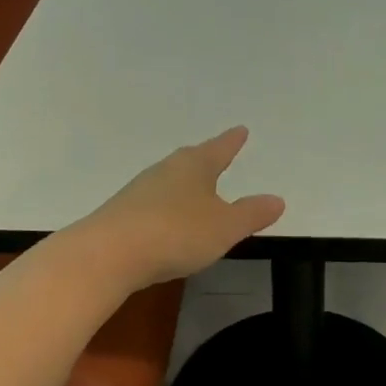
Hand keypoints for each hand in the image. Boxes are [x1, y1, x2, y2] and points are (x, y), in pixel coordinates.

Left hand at [75, 127, 285, 287]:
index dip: (231, 142)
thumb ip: (251, 214)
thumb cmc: (176, 233)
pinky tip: (168, 223)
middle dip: (205, 160)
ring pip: (169, 182)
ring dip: (183, 186)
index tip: (240, 130)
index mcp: (194, 166)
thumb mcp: (225, 227)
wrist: (108, 254)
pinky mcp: (121, 215)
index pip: (219, 149)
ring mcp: (139, 192)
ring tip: (195, 191)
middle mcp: (165, 171)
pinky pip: (152, 205)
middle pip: (190, 161)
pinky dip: (166, 209)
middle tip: (216, 154)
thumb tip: (277, 199)